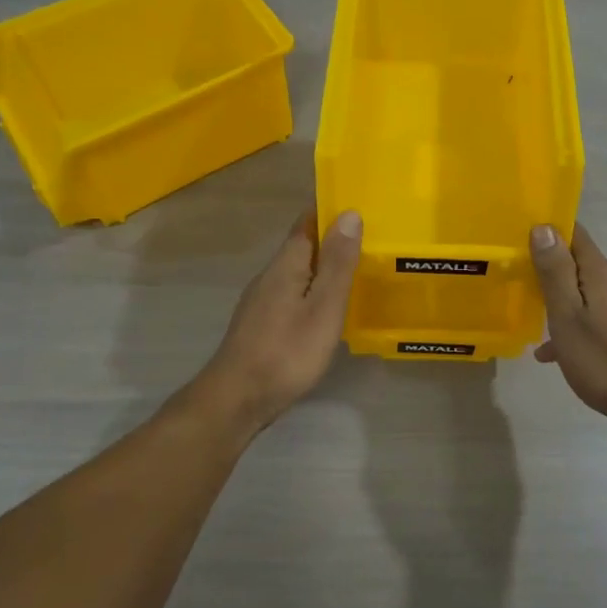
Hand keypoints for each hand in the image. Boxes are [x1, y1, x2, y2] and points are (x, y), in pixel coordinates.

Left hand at [199, 208, 361, 427]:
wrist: (237, 400)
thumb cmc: (286, 352)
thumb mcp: (323, 308)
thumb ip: (337, 264)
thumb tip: (349, 214)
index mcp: (285, 266)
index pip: (306, 224)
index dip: (330, 212)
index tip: (359, 207)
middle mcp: (269, 277)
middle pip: (302, 248)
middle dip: (331, 240)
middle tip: (369, 241)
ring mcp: (261, 302)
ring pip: (297, 273)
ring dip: (323, 268)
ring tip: (355, 272)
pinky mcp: (261, 325)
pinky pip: (292, 295)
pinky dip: (313, 292)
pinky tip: (327, 309)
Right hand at [529, 222, 606, 432]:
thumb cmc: (603, 360)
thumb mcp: (567, 315)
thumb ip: (555, 271)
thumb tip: (544, 226)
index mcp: (601, 272)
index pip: (574, 234)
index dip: (548, 230)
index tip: (519, 237)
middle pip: (579, 263)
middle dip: (550, 268)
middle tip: (518, 280)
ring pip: (586, 293)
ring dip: (560, 300)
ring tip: (532, 320)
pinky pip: (596, 317)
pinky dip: (575, 326)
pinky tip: (555, 353)